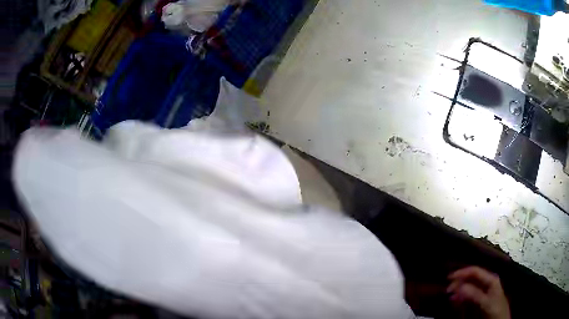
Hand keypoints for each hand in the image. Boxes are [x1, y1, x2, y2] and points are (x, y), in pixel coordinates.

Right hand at [447, 266, 510, 318]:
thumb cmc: (496, 309)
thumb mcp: (486, 302)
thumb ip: (475, 294)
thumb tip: (459, 286)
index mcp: (490, 279)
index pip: (475, 271)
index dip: (462, 272)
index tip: (448, 278)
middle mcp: (487, 282)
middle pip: (471, 278)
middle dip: (459, 282)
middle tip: (447, 290)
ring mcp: (483, 291)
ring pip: (469, 287)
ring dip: (459, 290)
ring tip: (450, 296)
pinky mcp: (480, 300)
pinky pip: (469, 296)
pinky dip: (461, 298)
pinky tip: (456, 301)